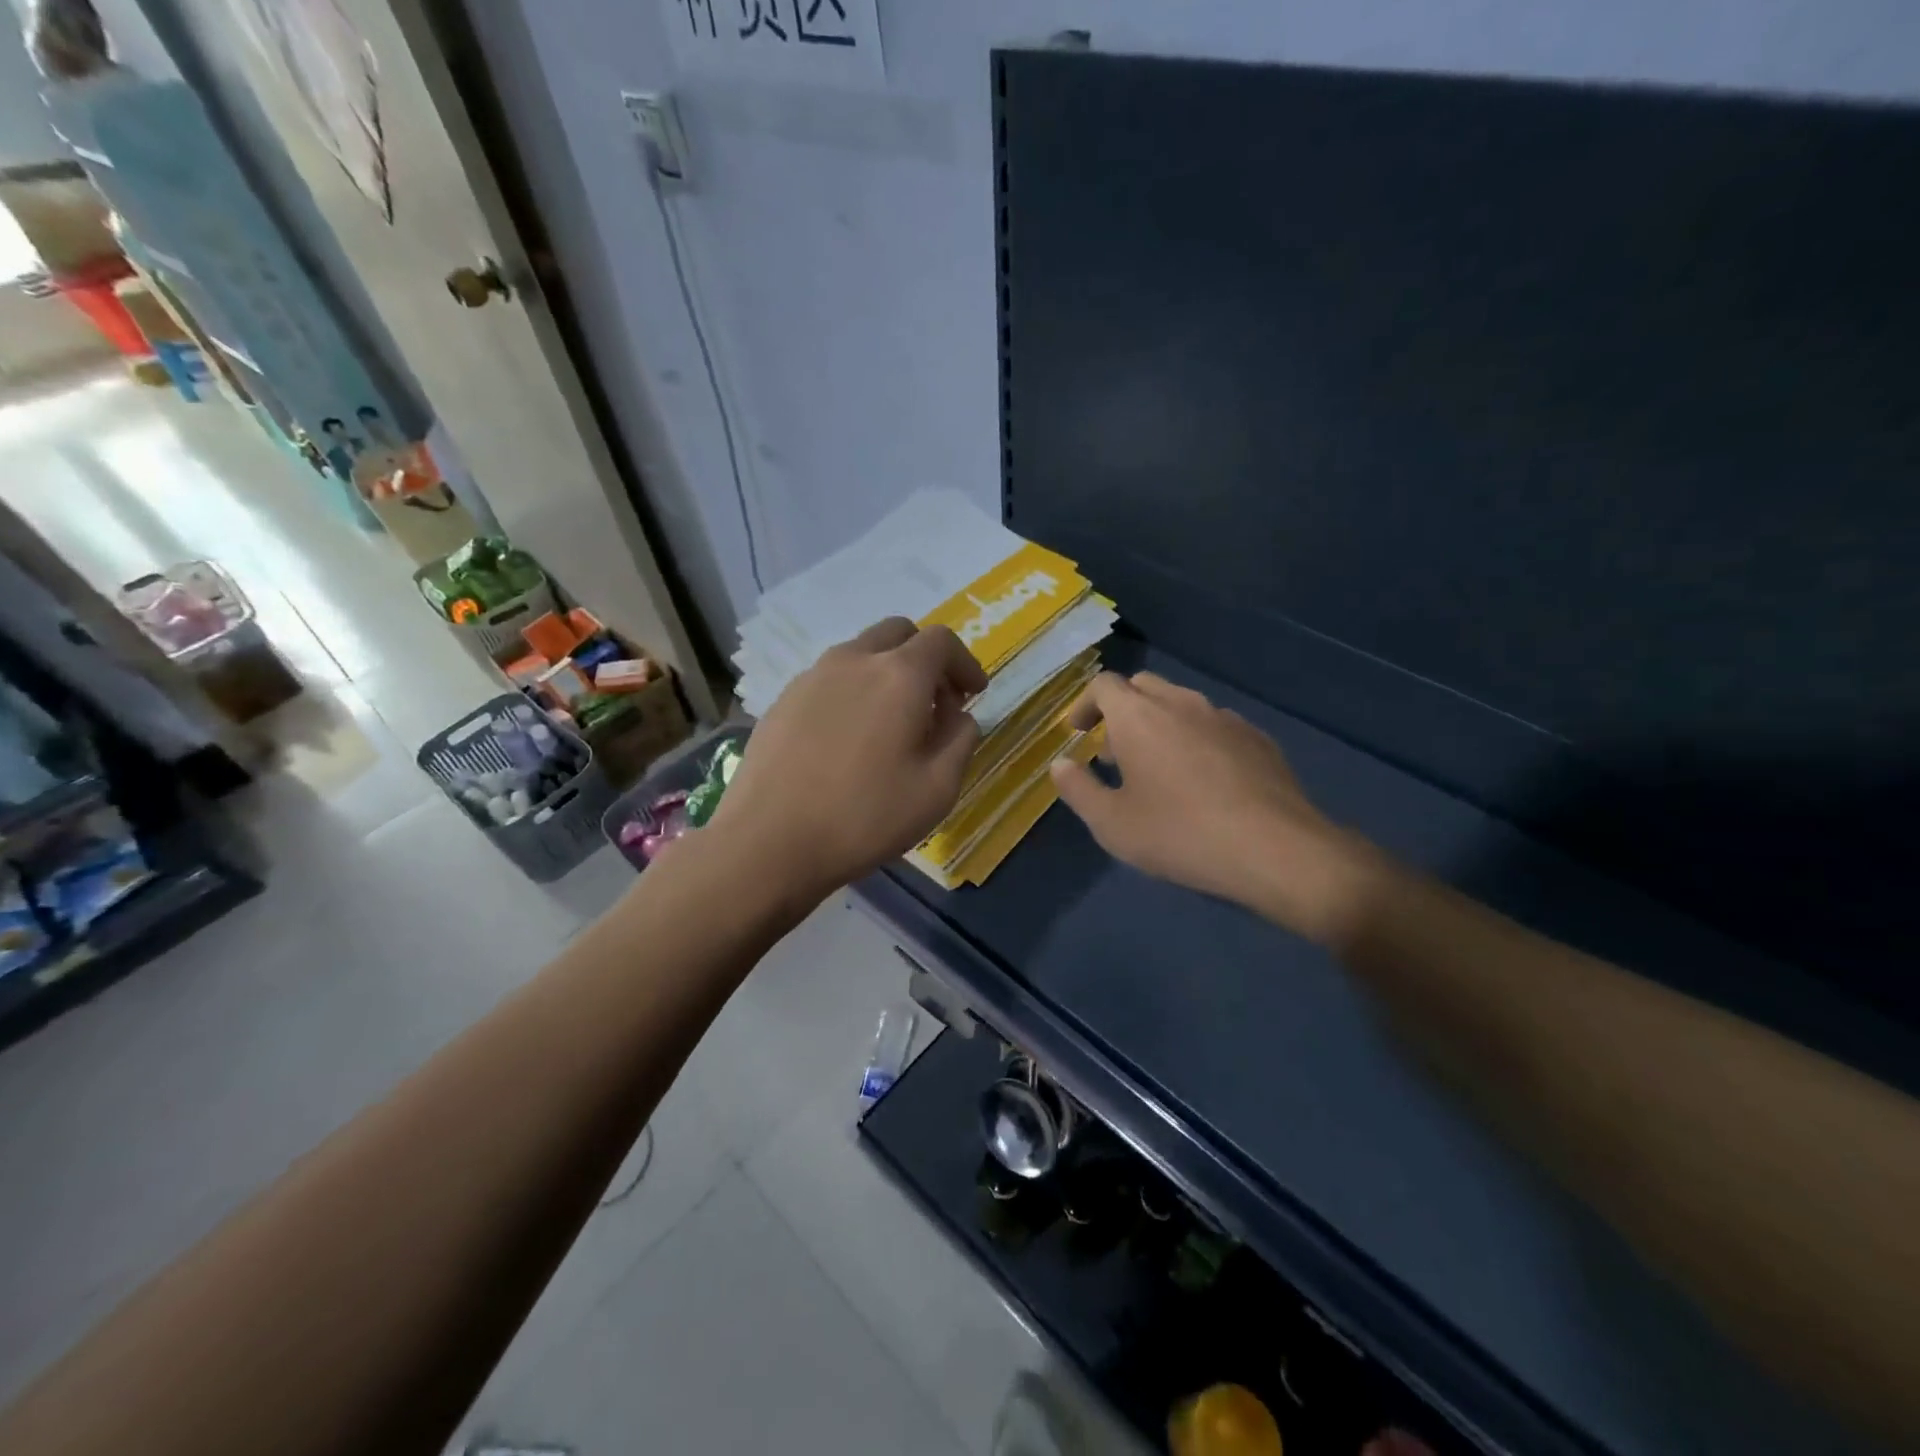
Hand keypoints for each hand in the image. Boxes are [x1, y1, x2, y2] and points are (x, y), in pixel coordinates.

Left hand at [711, 618, 987, 896]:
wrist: (768, 841)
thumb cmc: (864, 817)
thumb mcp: (937, 789)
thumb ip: (960, 740)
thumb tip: (957, 716)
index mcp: (899, 675)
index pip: (942, 641)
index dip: (965, 663)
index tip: (973, 694)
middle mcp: (854, 660)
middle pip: (899, 633)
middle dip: (926, 659)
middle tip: (935, 702)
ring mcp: (812, 676)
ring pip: (861, 653)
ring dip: (888, 673)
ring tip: (892, 723)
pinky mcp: (783, 699)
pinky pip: (831, 678)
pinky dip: (854, 690)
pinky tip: (849, 738)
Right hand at [1049, 672, 1375, 942]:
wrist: (1276, 849)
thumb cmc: (1180, 834)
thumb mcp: (1112, 824)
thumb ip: (1078, 789)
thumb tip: (1060, 764)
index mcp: (1139, 716)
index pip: (1104, 685)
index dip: (1085, 705)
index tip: (1079, 733)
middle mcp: (1181, 703)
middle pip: (1143, 687)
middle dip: (1121, 711)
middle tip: (1114, 752)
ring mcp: (1225, 717)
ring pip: (1181, 704)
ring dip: (1159, 724)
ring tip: (1157, 768)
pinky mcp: (1258, 738)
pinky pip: (1214, 725)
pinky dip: (1195, 739)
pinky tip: (1203, 780)